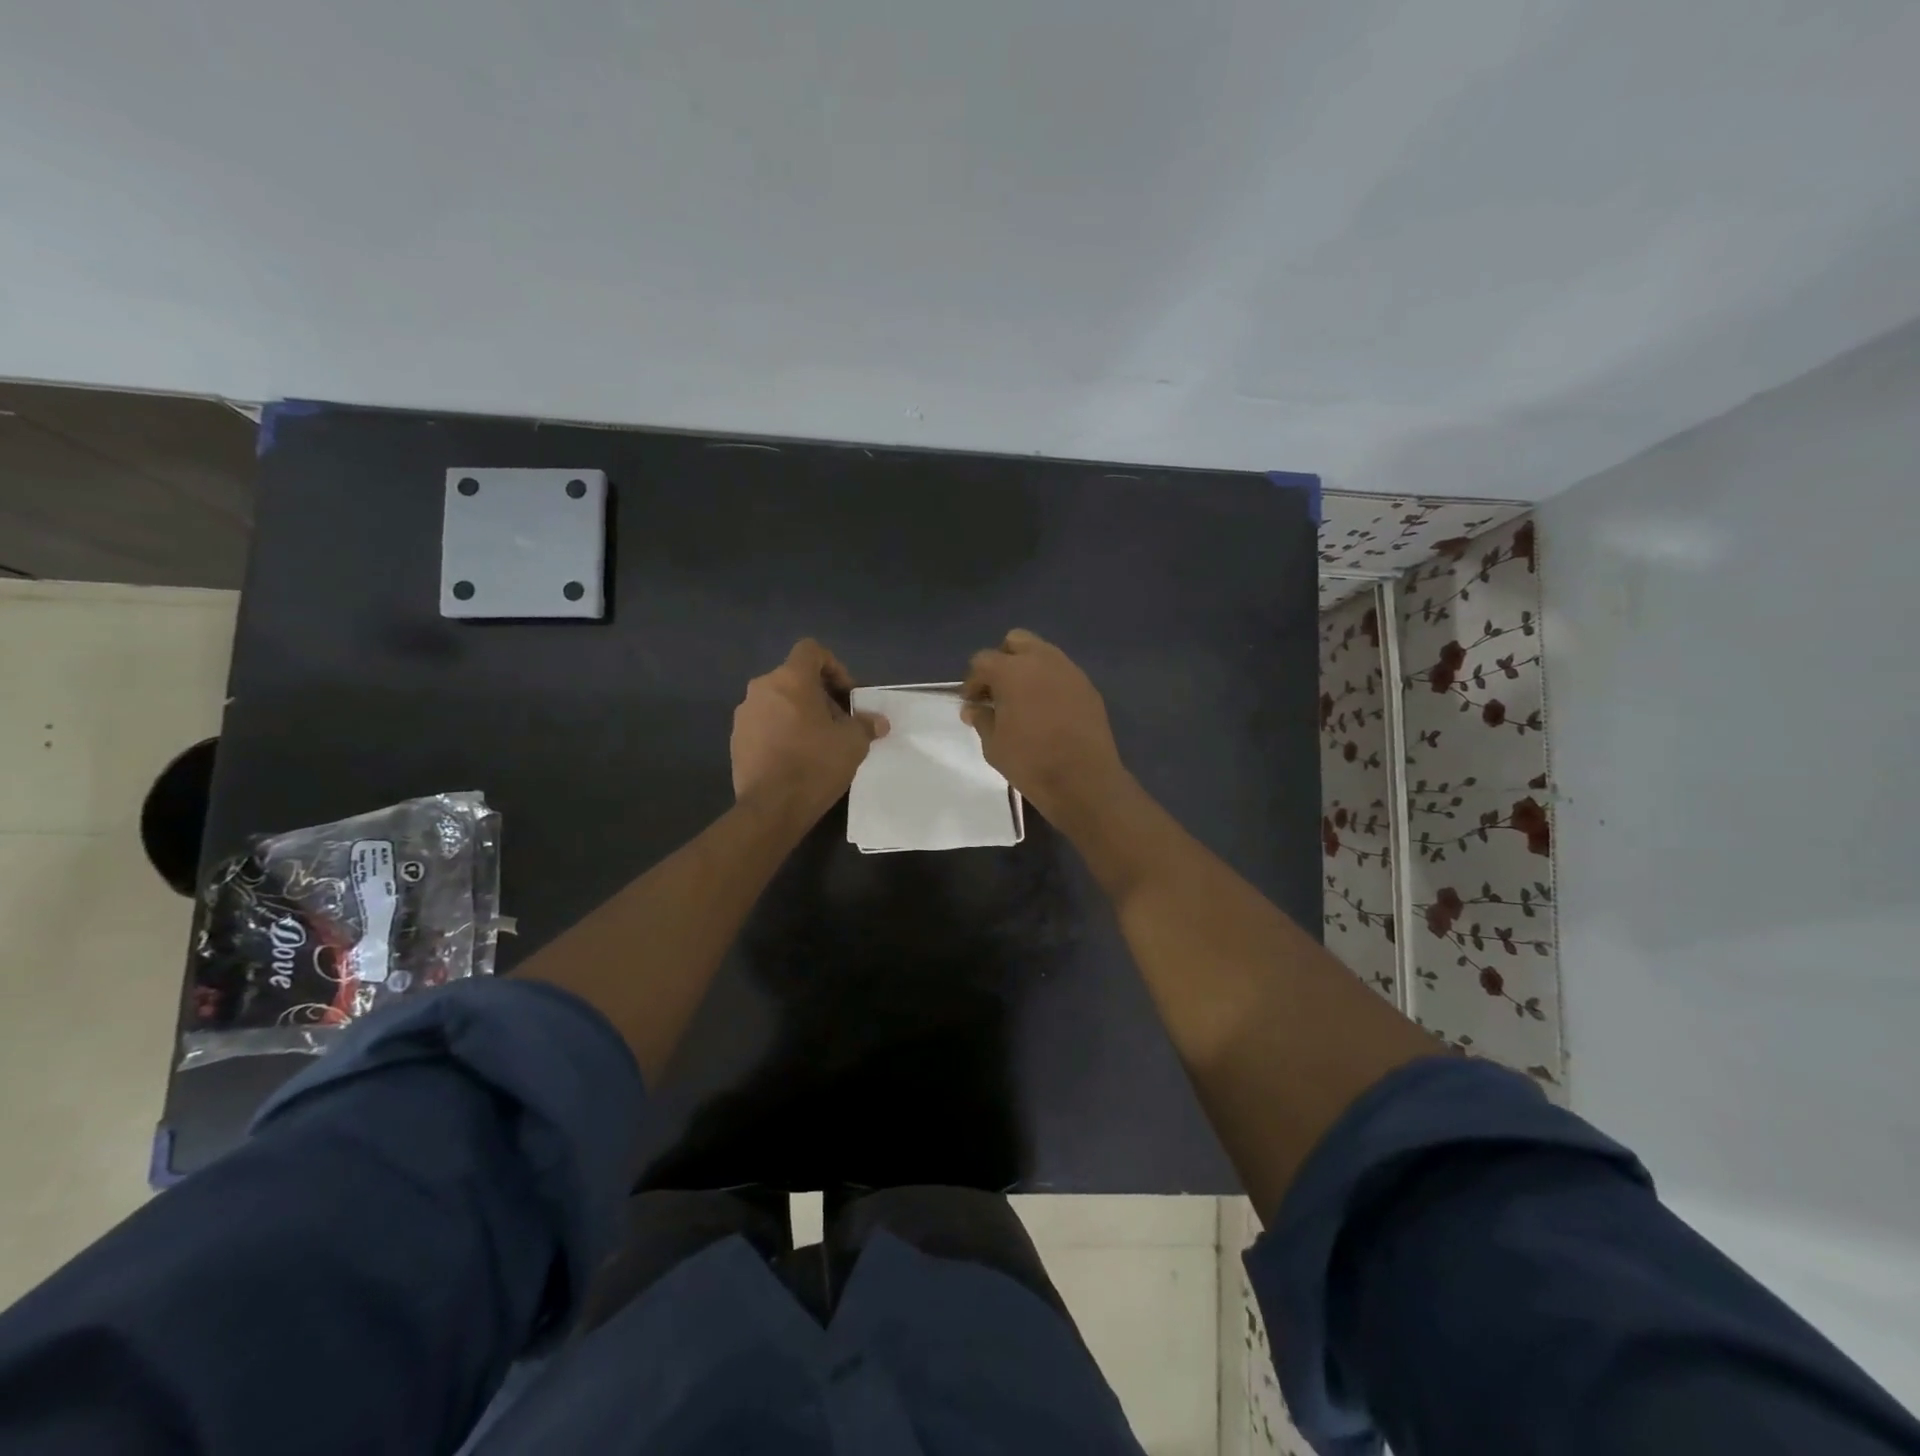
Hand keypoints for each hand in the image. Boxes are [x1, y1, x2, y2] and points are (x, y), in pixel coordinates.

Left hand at [732, 640, 888, 819]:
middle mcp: (762, 688)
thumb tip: (878, 722)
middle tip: (839, 722)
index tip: (847, 695)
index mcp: (790, 679)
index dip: (834, 666)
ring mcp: (744, 714)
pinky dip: (781, 731)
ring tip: (818, 742)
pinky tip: (796, 758)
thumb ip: (865, 725)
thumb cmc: (816, 764)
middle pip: (795, 678)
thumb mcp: (853, 743)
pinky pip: (764, 723)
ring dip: (799, 713)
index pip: (811, 650)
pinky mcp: (736, 739)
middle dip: (820, 695)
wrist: (771, 807)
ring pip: (778, 701)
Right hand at [962, 629, 1129, 821]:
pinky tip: (1047, 710)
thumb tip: (974, 708)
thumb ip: (982, 719)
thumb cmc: (1030, 762)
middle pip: (1016, 641)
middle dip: (1003, 660)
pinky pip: (1062, 673)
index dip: (973, 681)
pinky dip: (1050, 682)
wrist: (1084, 780)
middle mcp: (1041, 660)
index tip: (972, 703)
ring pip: (1043, 653)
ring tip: (1023, 700)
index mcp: (1011, 671)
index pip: (982, 660)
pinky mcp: (1088, 686)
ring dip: (1028, 668)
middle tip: (998, 691)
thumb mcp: (994, 745)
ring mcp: (1069, 671)